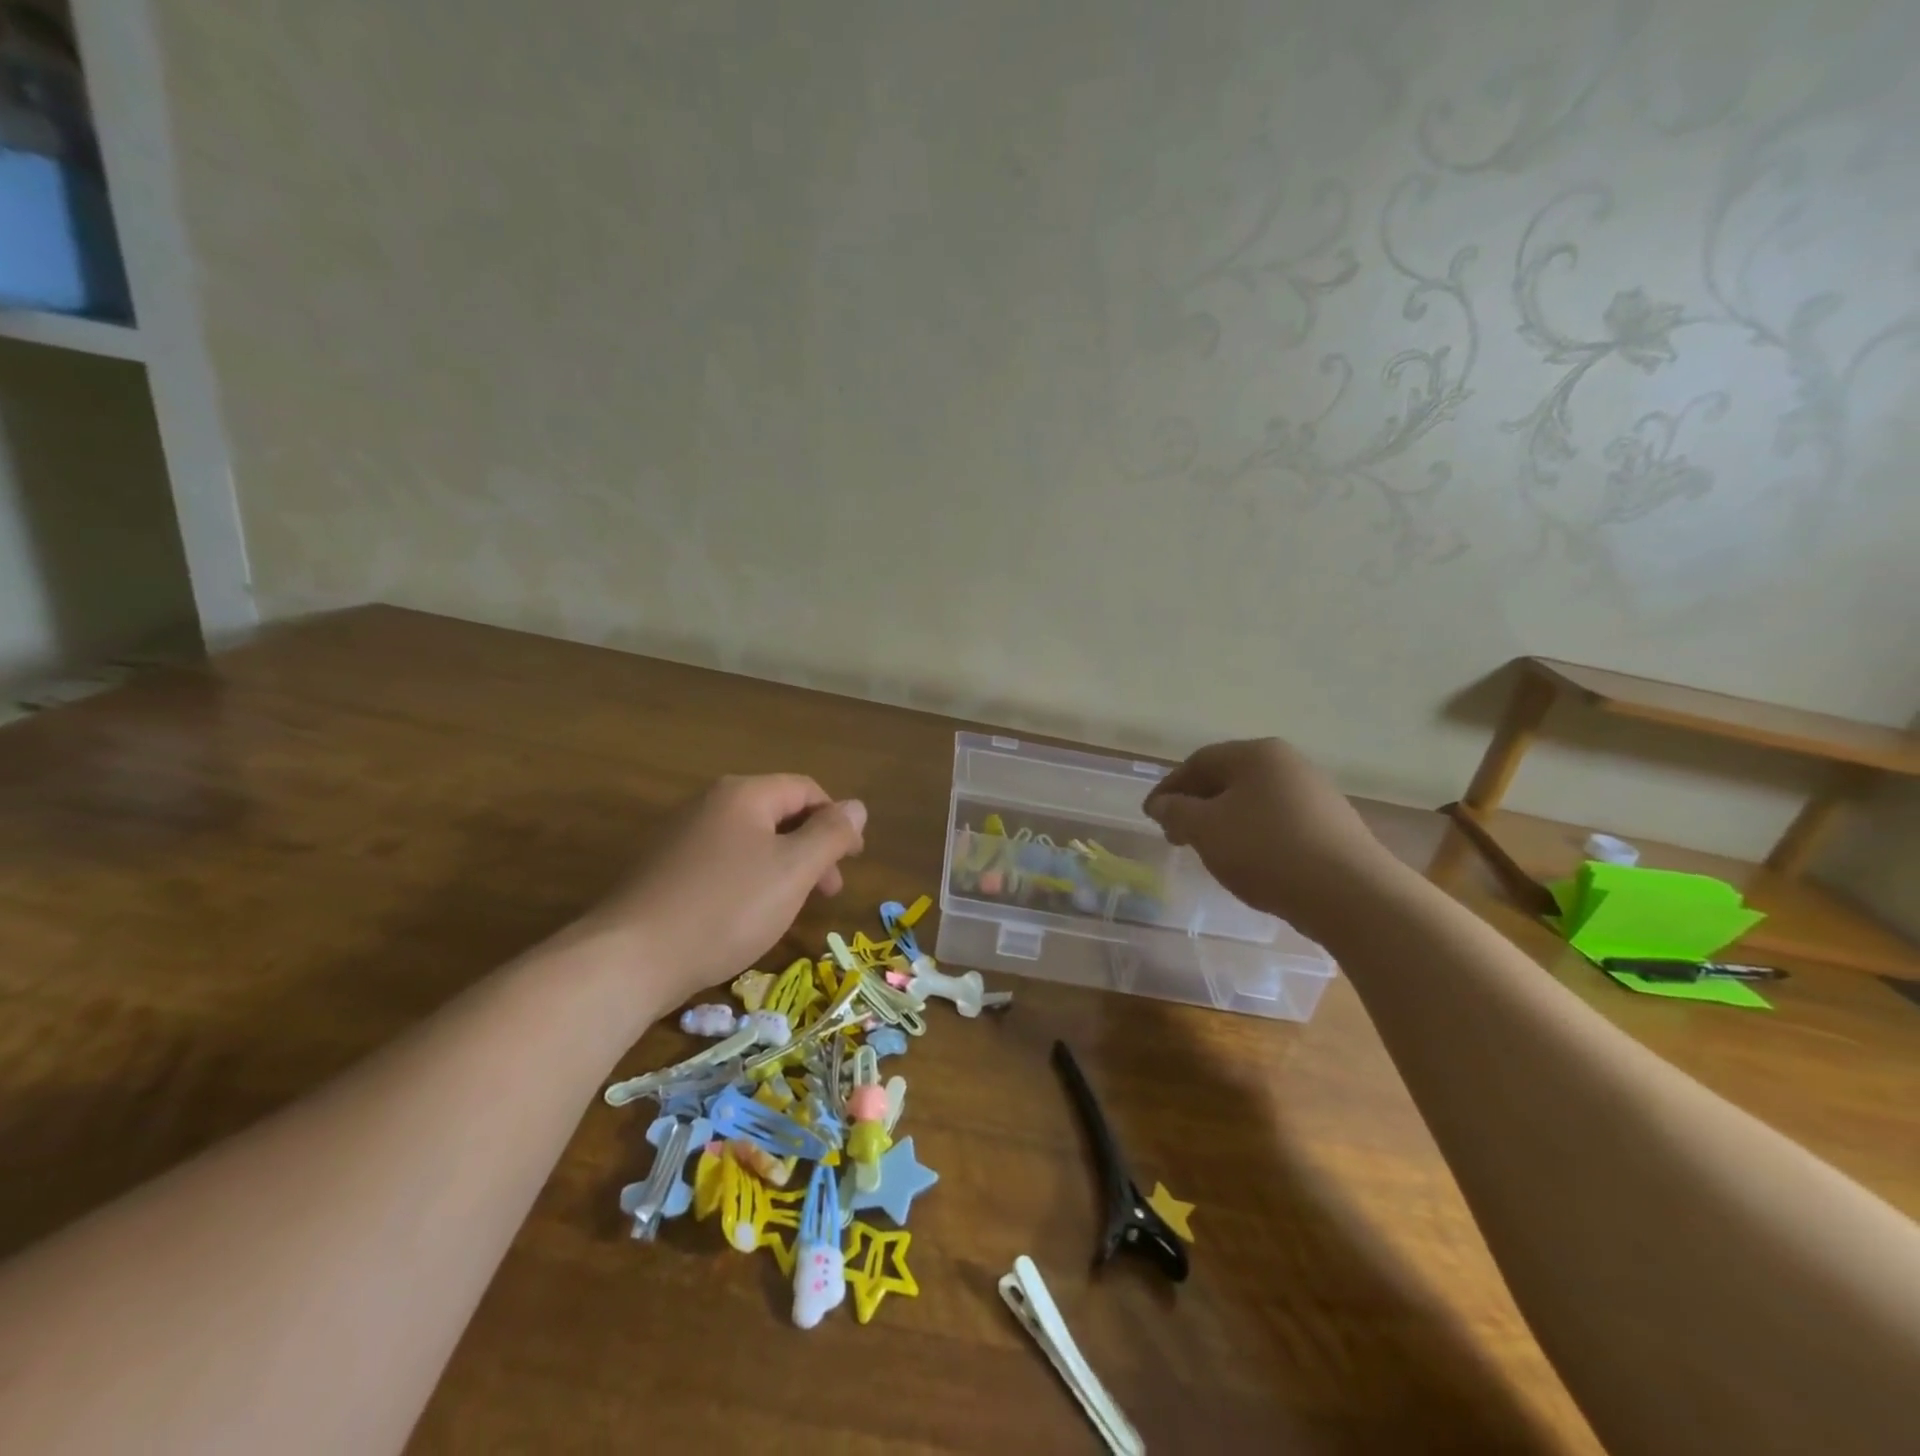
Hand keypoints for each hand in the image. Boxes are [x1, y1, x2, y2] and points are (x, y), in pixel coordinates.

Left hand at [582, 774, 865, 1008]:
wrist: (630, 958)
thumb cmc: (726, 908)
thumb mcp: (793, 871)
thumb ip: (830, 835)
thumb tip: (858, 806)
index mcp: (743, 794)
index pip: (806, 790)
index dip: (837, 821)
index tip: (853, 862)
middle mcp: (709, 804)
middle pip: (778, 814)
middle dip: (812, 848)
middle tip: (828, 892)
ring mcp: (681, 836)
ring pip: (750, 841)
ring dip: (783, 867)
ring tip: (791, 908)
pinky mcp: (663, 869)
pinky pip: (722, 863)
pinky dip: (749, 881)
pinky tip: (748, 916)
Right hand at [1143, 738, 1396, 937]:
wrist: (1350, 893)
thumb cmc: (1266, 850)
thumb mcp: (1205, 829)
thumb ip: (1176, 811)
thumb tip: (1163, 804)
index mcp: (1256, 754)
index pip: (1198, 761)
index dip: (1168, 787)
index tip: (1150, 815)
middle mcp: (1288, 764)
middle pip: (1227, 779)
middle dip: (1195, 805)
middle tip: (1174, 835)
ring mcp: (1314, 793)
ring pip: (1252, 802)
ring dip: (1223, 822)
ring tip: (1208, 850)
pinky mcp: (1330, 825)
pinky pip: (1277, 822)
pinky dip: (1252, 835)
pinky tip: (1247, 861)